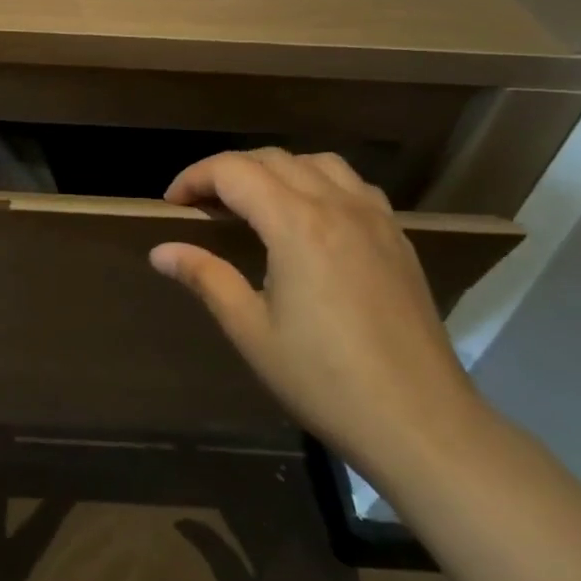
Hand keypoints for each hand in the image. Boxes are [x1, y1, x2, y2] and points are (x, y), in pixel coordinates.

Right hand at [148, 149, 485, 475]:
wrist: (420, 422)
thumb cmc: (323, 379)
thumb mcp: (251, 330)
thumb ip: (205, 277)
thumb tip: (160, 251)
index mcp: (296, 224)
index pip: (233, 171)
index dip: (194, 178)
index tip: (172, 204)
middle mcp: (337, 206)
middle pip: (272, 159)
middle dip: (228, 171)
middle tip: (202, 206)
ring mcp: (375, 219)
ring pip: (317, 163)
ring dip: (275, 170)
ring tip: (253, 204)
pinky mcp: (398, 239)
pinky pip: (353, 185)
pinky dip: (318, 183)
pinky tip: (309, 219)